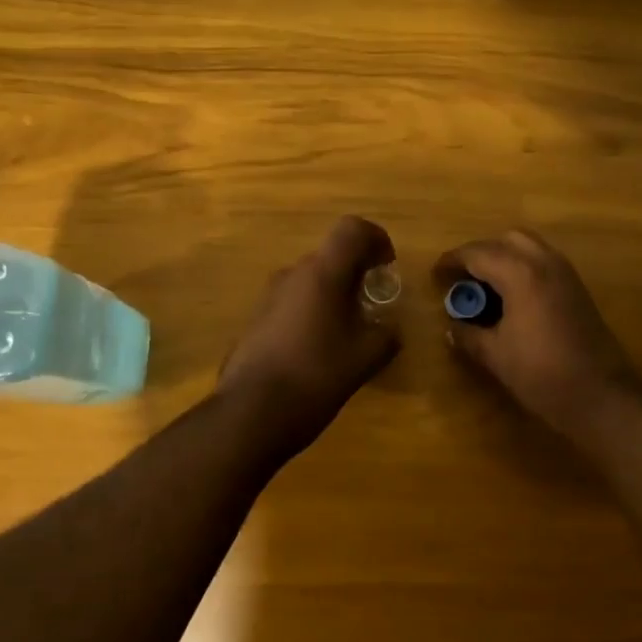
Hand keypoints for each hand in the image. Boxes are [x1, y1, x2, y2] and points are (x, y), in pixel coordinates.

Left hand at [218, 216, 400, 452]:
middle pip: (330, 256)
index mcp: (322, 273)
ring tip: (347, 332)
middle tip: (372, 304)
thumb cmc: (316, 376)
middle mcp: (291, 275)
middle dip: (355, 273)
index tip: (387, 266)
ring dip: (331, 295)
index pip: (352, 229)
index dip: (376, 239)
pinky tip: (318, 350)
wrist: (251, 412)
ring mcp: (268, 297)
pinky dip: (311, 313)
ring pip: (309, 281)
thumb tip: (390, 329)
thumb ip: (385, 336)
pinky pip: (291, 303)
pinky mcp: (255, 320)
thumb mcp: (365, 358)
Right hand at [436, 230, 641, 438]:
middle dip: (481, 253)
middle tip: (463, 278)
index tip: (436, 274)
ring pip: (529, 247)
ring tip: (485, 287)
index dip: (452, 261)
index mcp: (521, 274)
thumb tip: (452, 327)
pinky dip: (523, 268)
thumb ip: (469, 335)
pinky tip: (511, 298)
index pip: (478, 253)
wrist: (601, 395)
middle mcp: (545, 263)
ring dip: (504, 258)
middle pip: (507, 240)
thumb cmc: (542, 374)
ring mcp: (566, 274)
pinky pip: (544, 262)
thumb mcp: (495, 356)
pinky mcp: (577, 289)